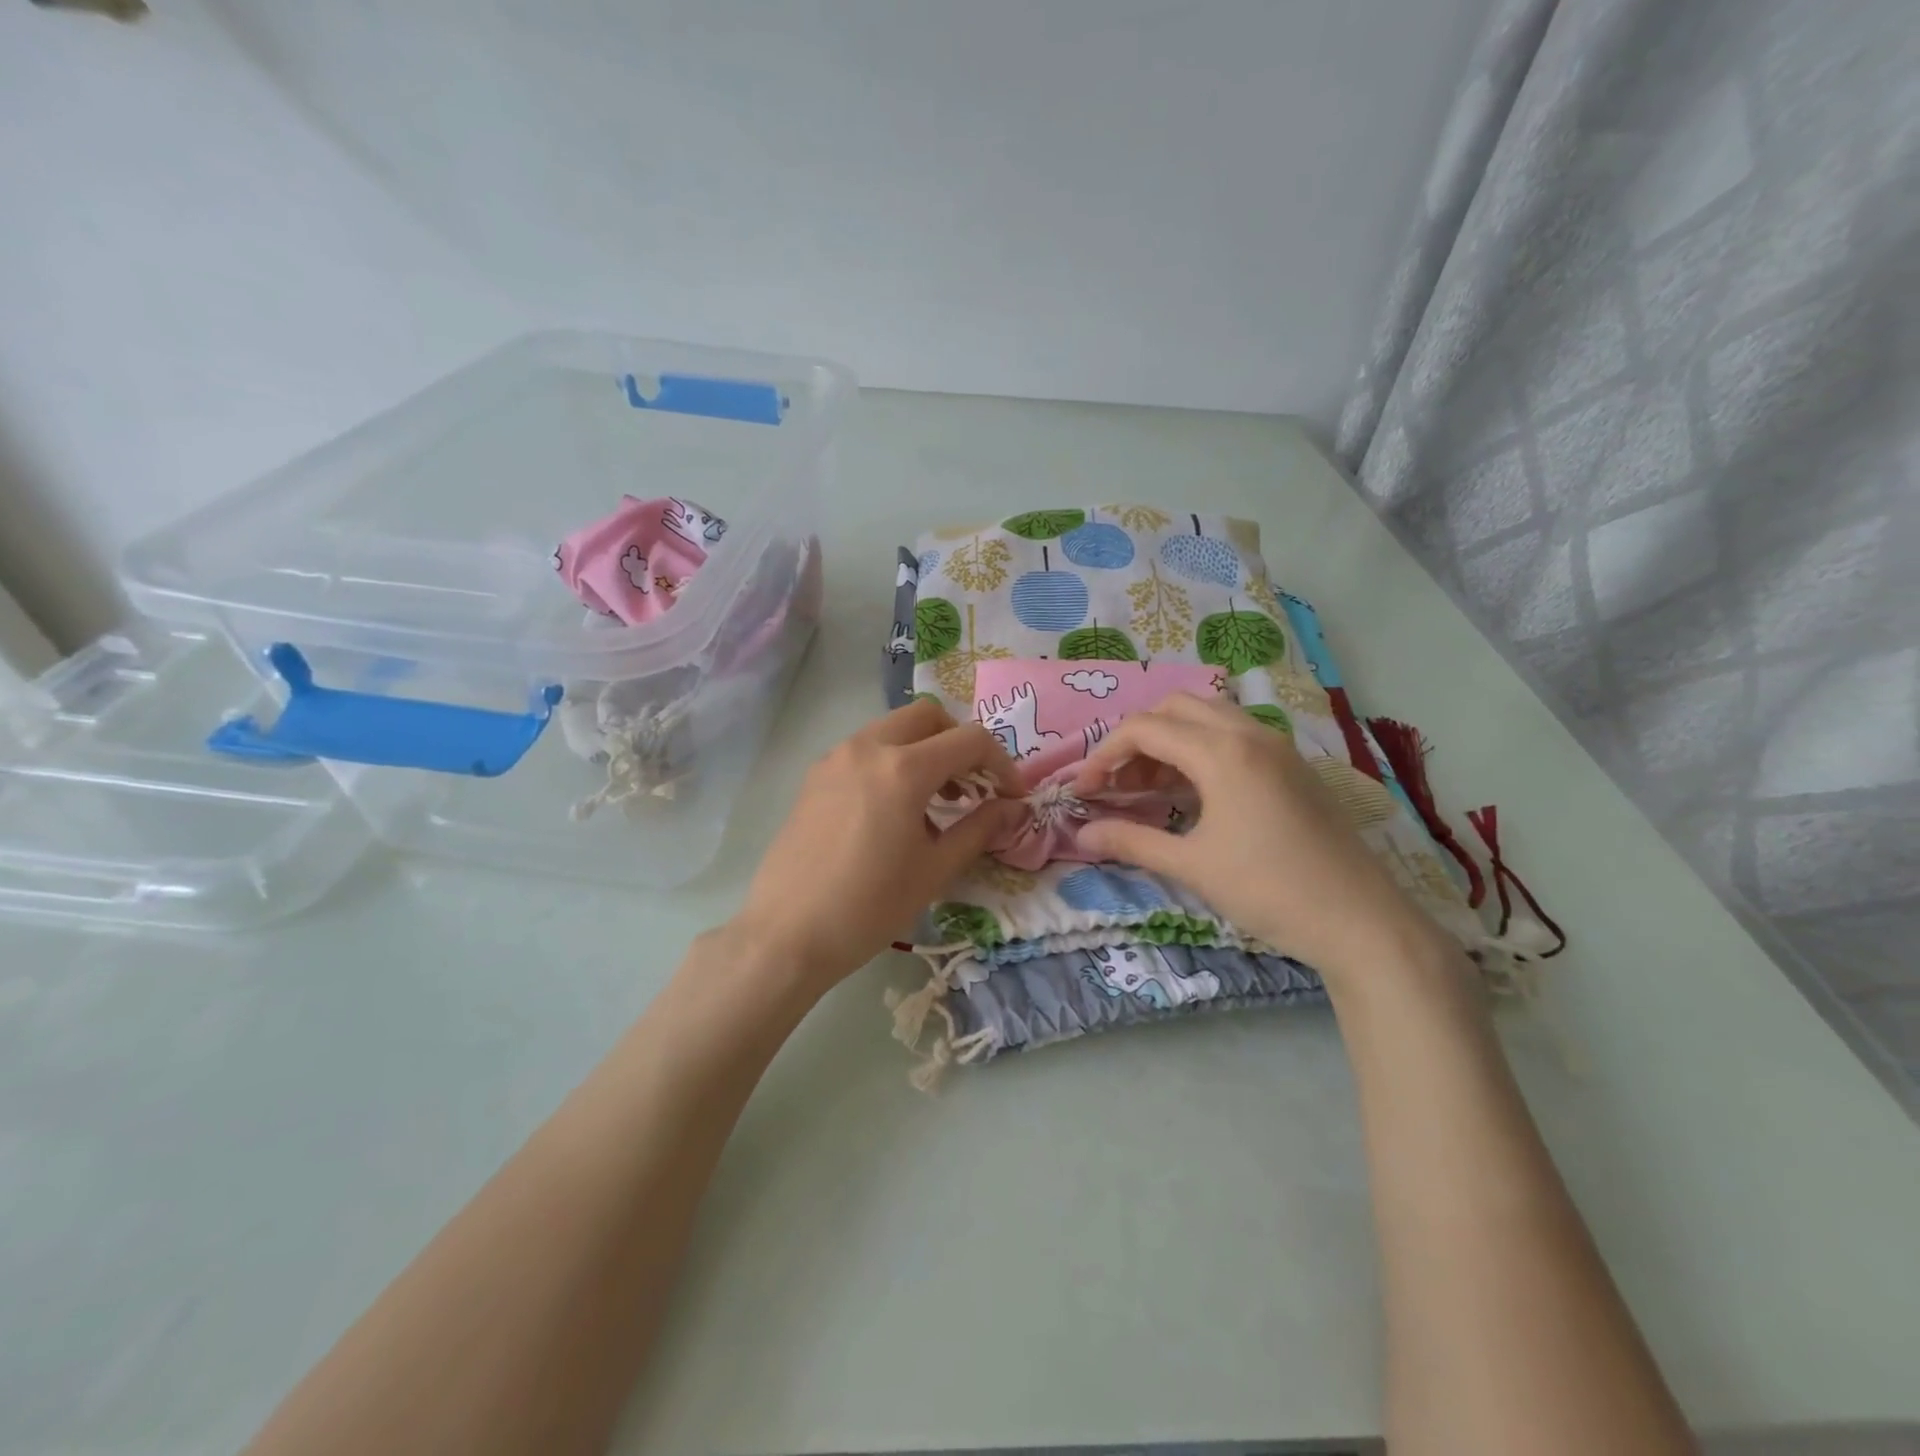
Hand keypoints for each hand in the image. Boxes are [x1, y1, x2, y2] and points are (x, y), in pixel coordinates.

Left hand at [731, 698, 1025, 993]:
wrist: (787, 934)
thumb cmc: (870, 906)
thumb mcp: (935, 870)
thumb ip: (979, 829)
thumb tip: (1012, 808)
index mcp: (903, 769)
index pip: (969, 740)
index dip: (1001, 763)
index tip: (1011, 795)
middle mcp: (867, 748)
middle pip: (928, 717)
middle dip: (959, 742)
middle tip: (974, 784)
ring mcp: (835, 758)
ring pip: (893, 729)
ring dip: (925, 750)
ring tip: (938, 801)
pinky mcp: (815, 776)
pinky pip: (865, 750)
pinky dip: (893, 761)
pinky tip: (896, 810)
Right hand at [1070, 693, 1445, 982]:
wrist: (1361, 920)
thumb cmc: (1269, 889)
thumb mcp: (1192, 866)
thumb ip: (1131, 842)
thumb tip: (1082, 836)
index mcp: (1222, 752)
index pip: (1144, 729)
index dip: (1105, 754)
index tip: (1086, 791)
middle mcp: (1250, 734)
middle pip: (1176, 708)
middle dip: (1138, 739)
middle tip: (1119, 783)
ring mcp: (1277, 747)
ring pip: (1208, 717)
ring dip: (1171, 741)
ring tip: (1150, 788)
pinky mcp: (1292, 766)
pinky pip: (1234, 737)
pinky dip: (1201, 750)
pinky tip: (1193, 795)